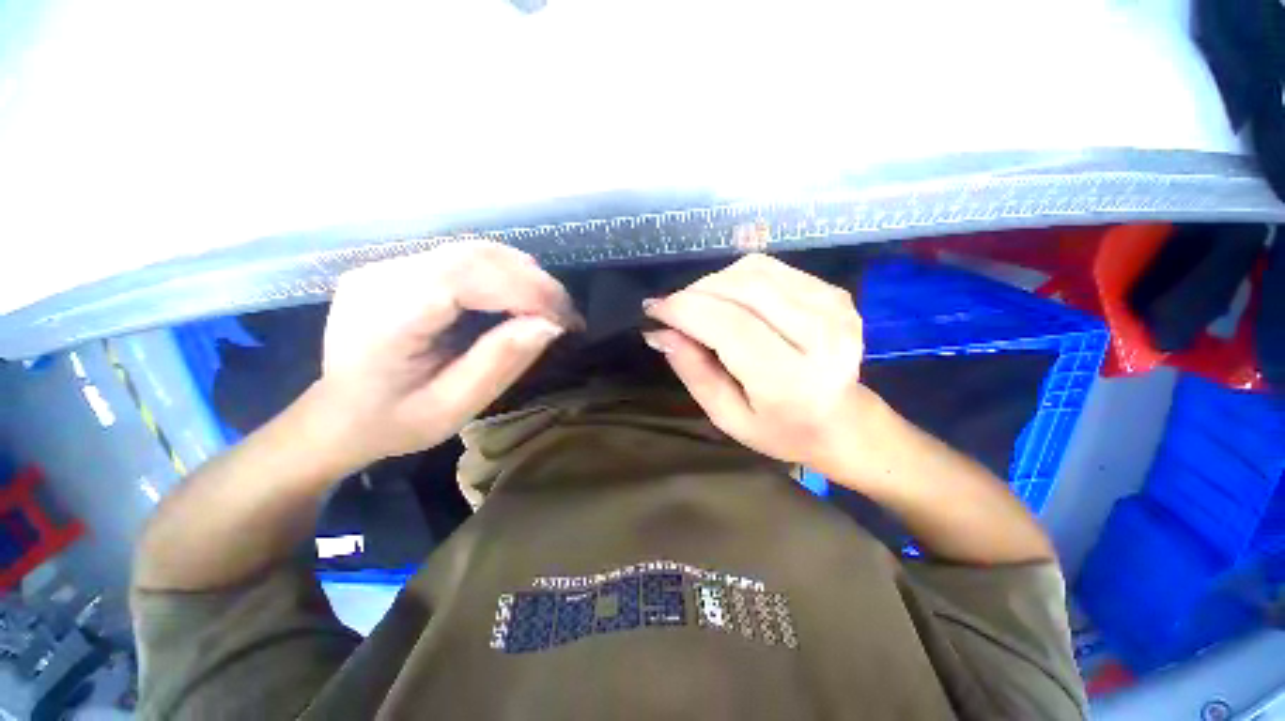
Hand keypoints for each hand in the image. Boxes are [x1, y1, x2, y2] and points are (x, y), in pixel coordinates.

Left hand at [316, 241, 579, 465]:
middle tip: (566, 315)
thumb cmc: (391, 422)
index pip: (470, 277)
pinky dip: (506, 274)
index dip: (529, 291)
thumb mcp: (450, 409)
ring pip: (476, 250)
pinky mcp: (402, 266)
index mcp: (387, 314)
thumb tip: (549, 325)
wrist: (337, 414)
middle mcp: (384, 275)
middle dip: (535, 282)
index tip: (566, 321)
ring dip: (524, 275)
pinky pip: (466, 257)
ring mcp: (390, 264)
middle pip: (477, 255)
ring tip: (550, 308)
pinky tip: (521, 298)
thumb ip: (499, 363)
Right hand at [642, 254, 885, 473]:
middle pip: (742, 289)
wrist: (844, 423)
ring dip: (715, 283)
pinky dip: (739, 277)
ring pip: (754, 271)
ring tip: (701, 307)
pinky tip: (732, 300)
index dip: (684, 309)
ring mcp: (833, 309)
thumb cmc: (780, 430)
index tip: (654, 309)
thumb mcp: (727, 417)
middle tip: (673, 309)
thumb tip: (660, 333)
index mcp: (791, 380)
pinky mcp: (834, 293)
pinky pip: (772, 269)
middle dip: (695, 292)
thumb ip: (693, 372)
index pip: (729, 326)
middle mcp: (820, 337)